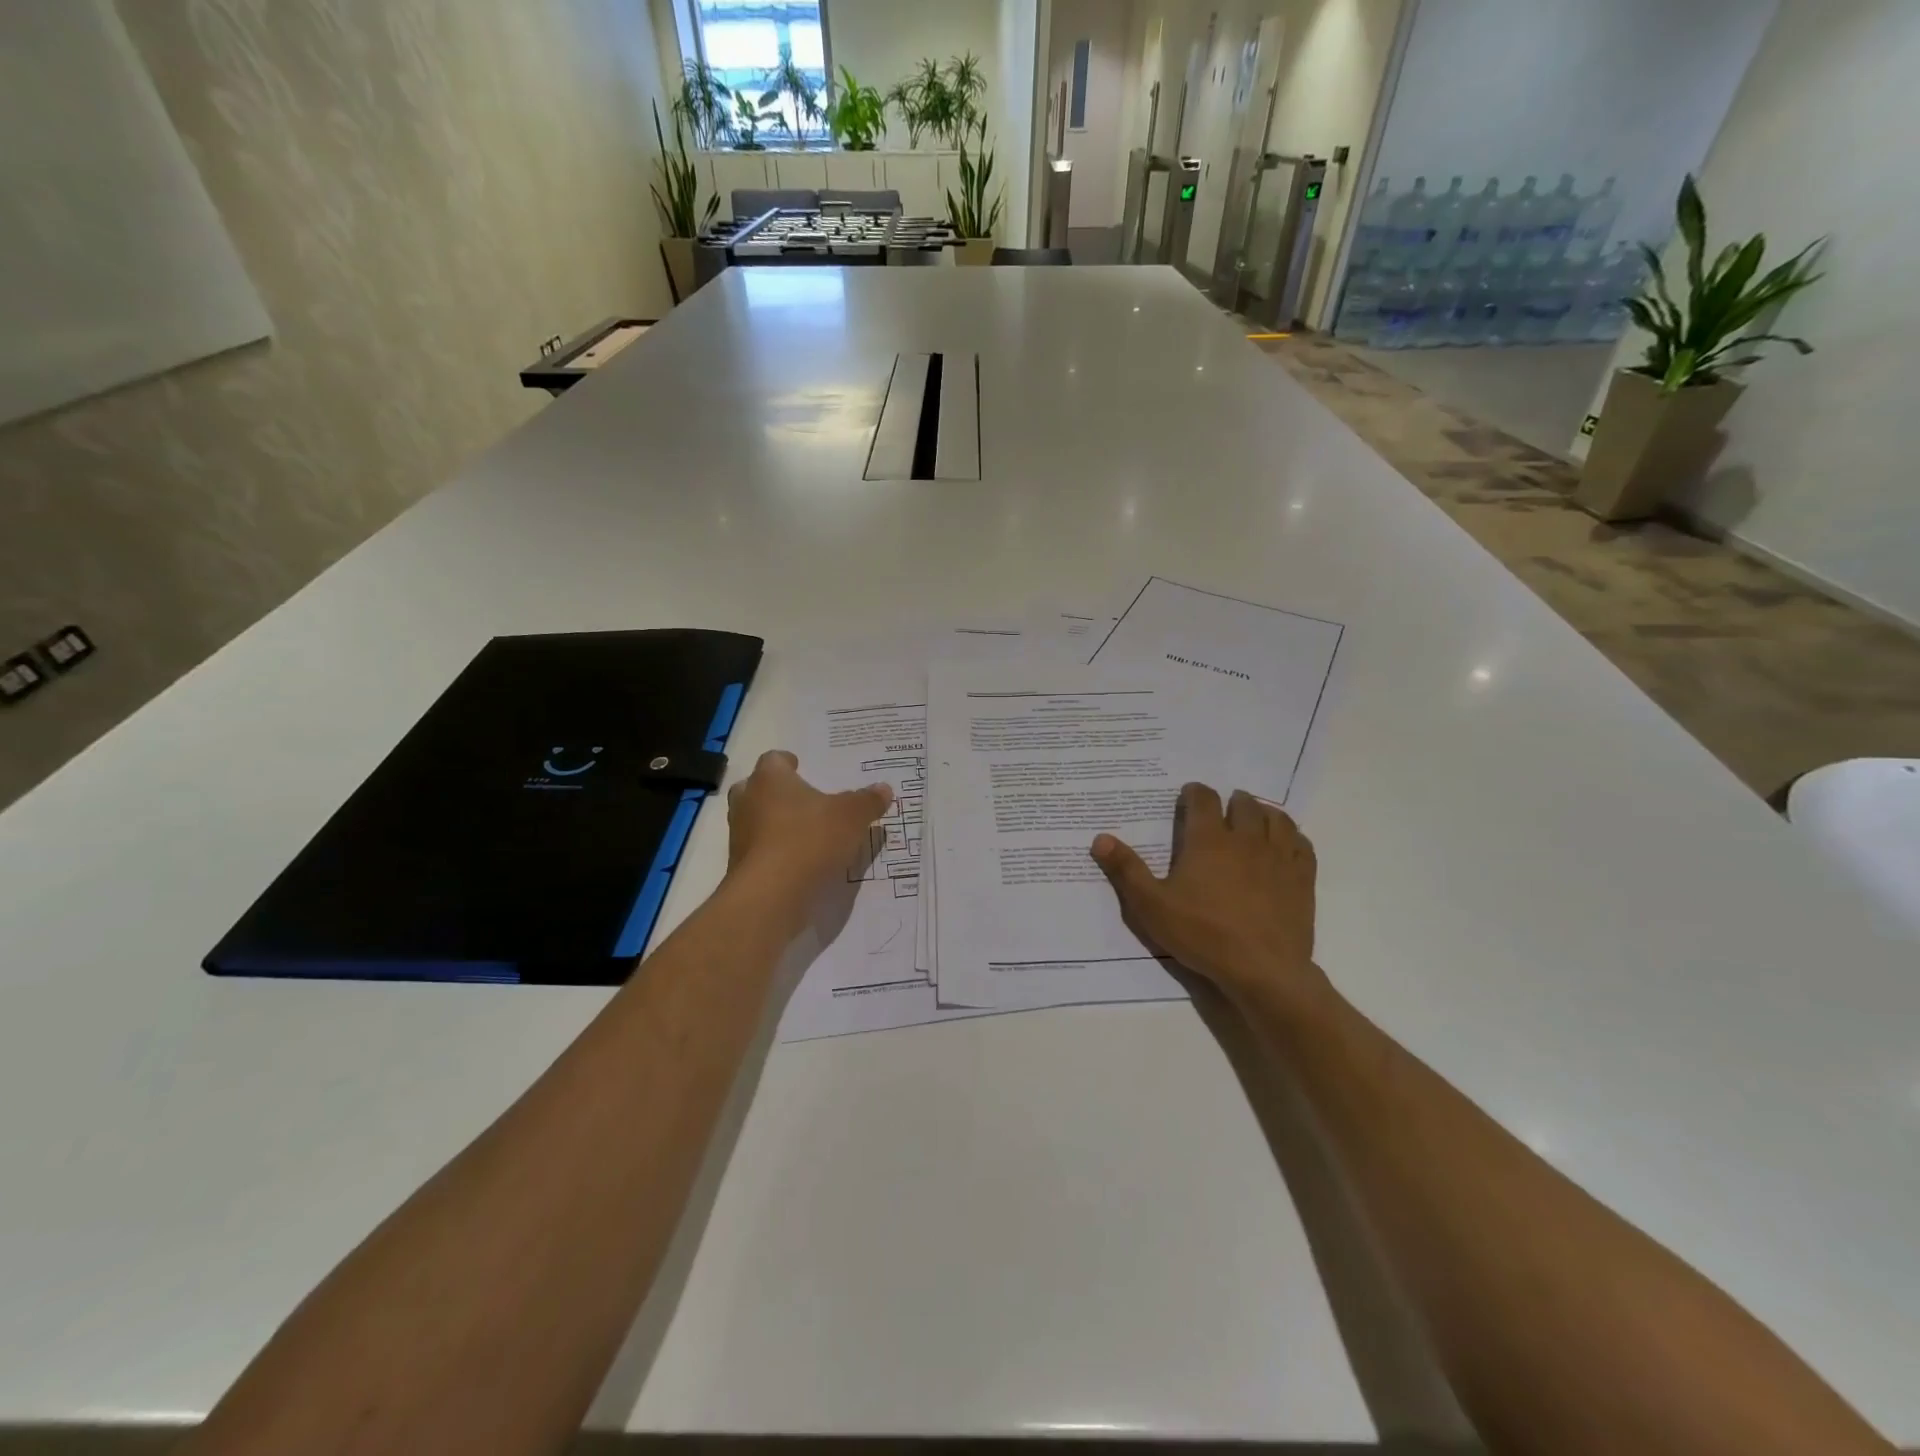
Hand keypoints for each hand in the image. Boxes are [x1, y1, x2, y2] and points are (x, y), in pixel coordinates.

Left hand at [725, 750, 892, 923]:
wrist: (771, 895)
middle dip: (776, 792)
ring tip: (804, 833)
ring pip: (754, 820)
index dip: (788, 762)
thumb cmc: (810, 839)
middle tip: (801, 800)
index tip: (801, 768)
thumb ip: (867, 801)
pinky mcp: (740, 866)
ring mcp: (739, 835)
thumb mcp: (852, 817)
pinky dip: (774, 852)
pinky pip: (758, 850)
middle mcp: (748, 801)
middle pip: (756, 787)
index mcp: (770, 779)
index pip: (774, 759)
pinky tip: (798, 862)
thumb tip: (884, 788)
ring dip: (774, 824)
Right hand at [1091, 783, 1327, 1011]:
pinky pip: (1302, 845)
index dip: (1195, 792)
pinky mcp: (1302, 879)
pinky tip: (1285, 844)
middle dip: (1231, 801)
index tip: (1189, 794)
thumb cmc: (1202, 934)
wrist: (1263, 970)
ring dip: (1263, 813)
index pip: (1203, 800)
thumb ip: (1126, 870)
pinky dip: (1292, 837)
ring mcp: (1278, 857)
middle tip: (1222, 809)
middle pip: (1243, 804)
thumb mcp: (1151, 905)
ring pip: (1276, 819)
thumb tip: (1100, 838)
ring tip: (1254, 818)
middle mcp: (1245, 839)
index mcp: (1208, 840)